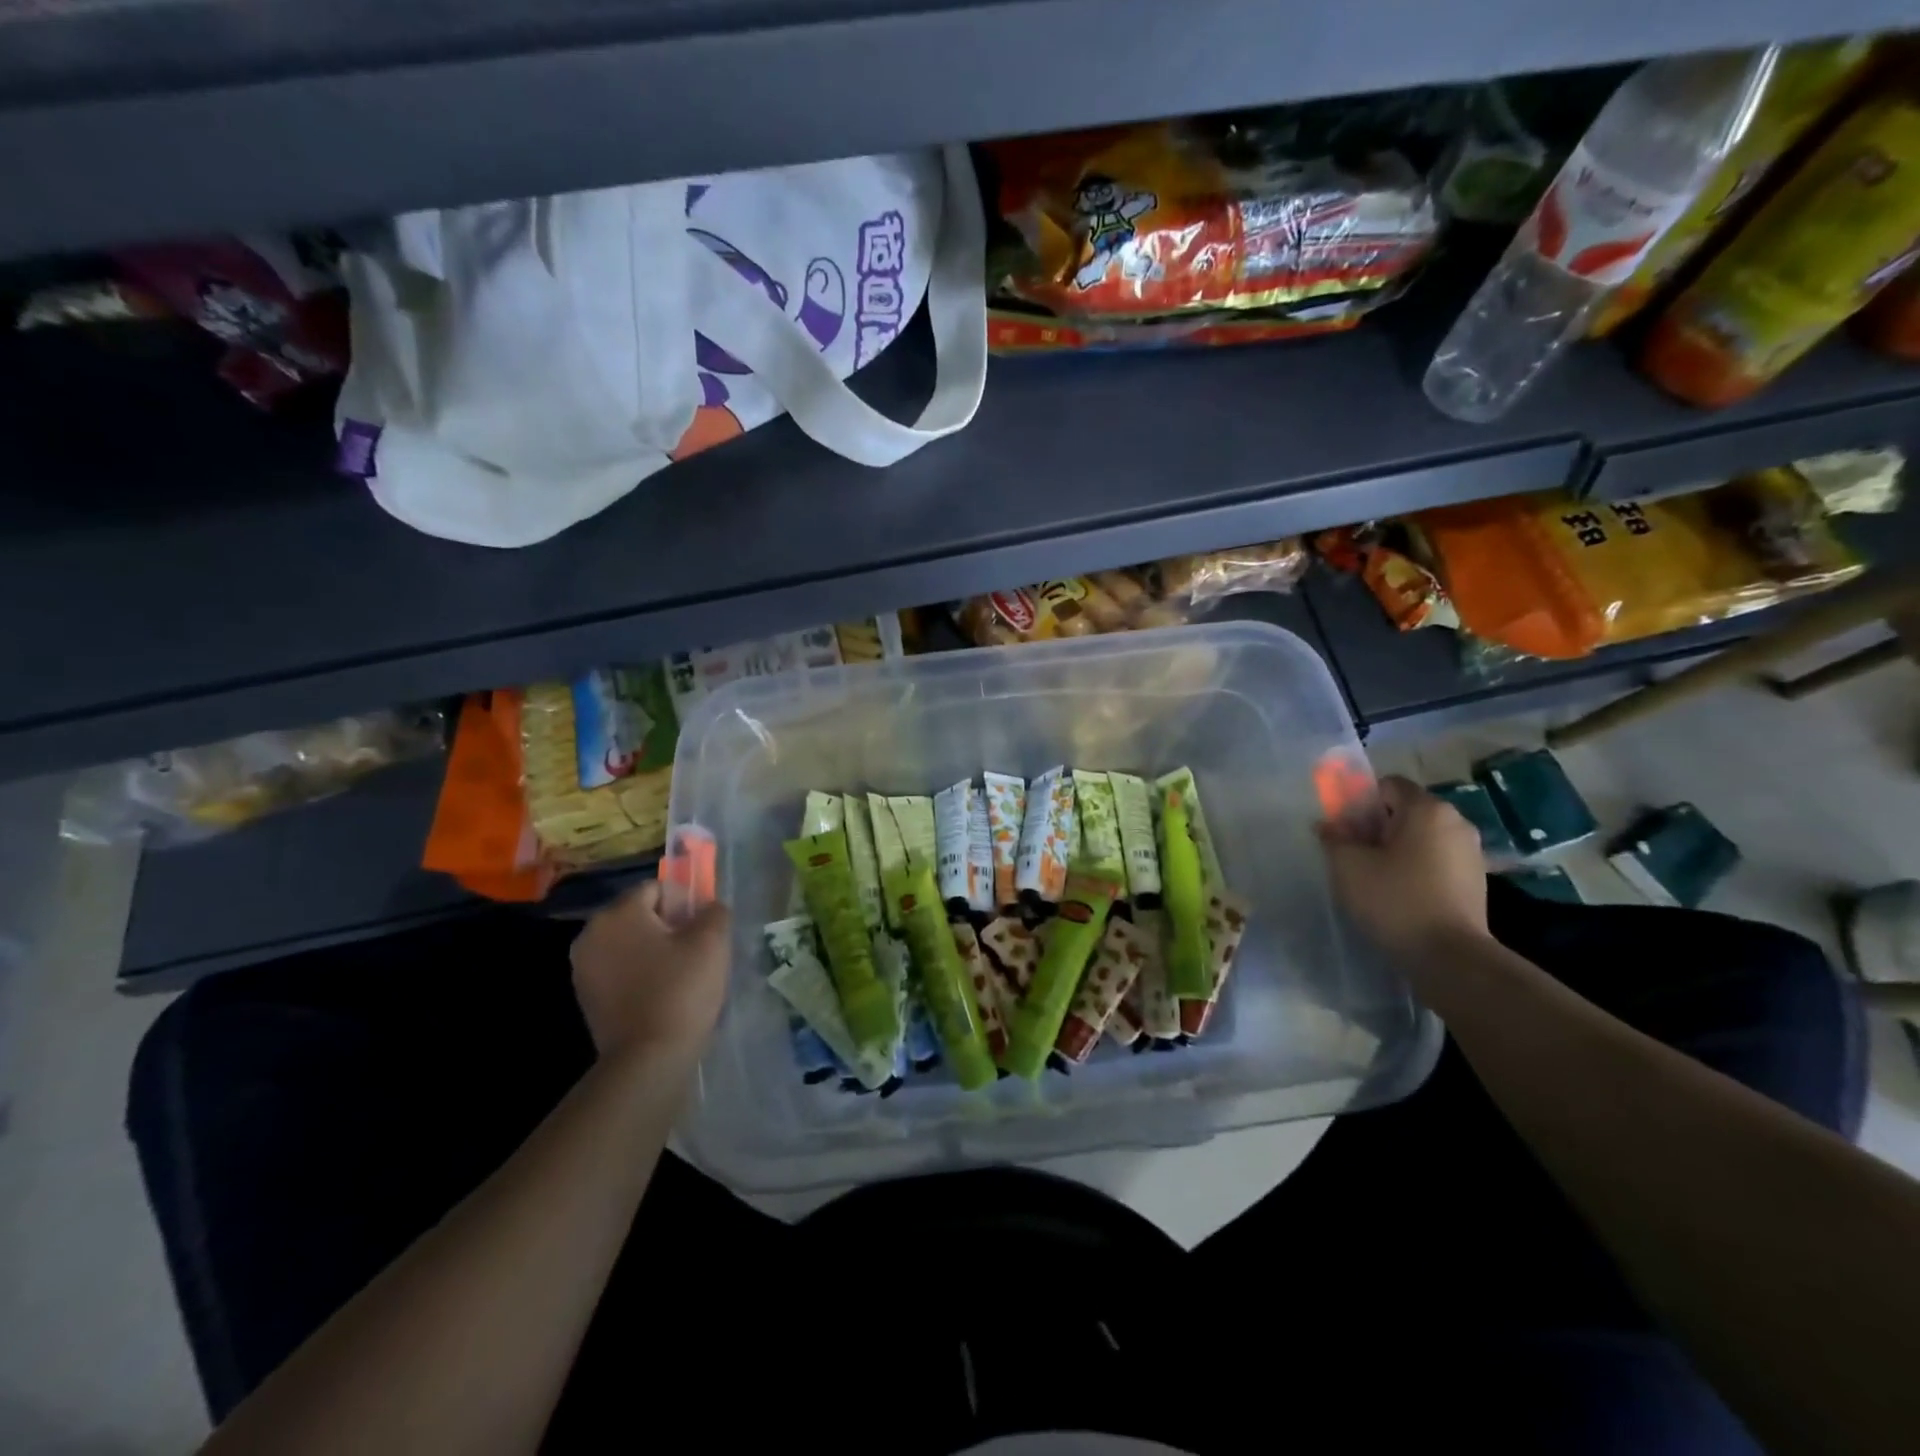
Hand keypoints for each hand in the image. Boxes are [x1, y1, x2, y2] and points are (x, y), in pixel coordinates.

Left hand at [570, 880, 730, 1061]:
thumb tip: (709, 907)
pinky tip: (660, 995)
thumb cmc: (681, 990)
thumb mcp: (712, 942)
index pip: (657, 888)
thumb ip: (714, 912)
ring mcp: (583, 967)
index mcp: (618, 913)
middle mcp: (592, 933)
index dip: (685, 904)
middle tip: (695, 952)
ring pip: (629, 943)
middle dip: (668, 926)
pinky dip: (639, 974)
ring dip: (653, 951)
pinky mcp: (586, 997)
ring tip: (680, 975)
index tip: (702, 931)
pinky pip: (619, 969)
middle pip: (639, 914)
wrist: (648, 1059)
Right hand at [1317, 775, 1488, 963]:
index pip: (1387, 785)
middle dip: (1377, 827)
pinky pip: (1437, 860)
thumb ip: (1334, 837)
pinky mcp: (1476, 881)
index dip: (1360, 802)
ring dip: (1397, 849)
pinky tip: (1401, 894)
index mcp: (1427, 809)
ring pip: (1422, 837)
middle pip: (1406, 811)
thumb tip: (1329, 825)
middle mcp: (1456, 822)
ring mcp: (1471, 852)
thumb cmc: (1395, 900)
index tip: (1345, 829)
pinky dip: (1417, 868)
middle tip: (1355, 854)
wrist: (1450, 957)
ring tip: (1376, 878)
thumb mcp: (1348, 866)